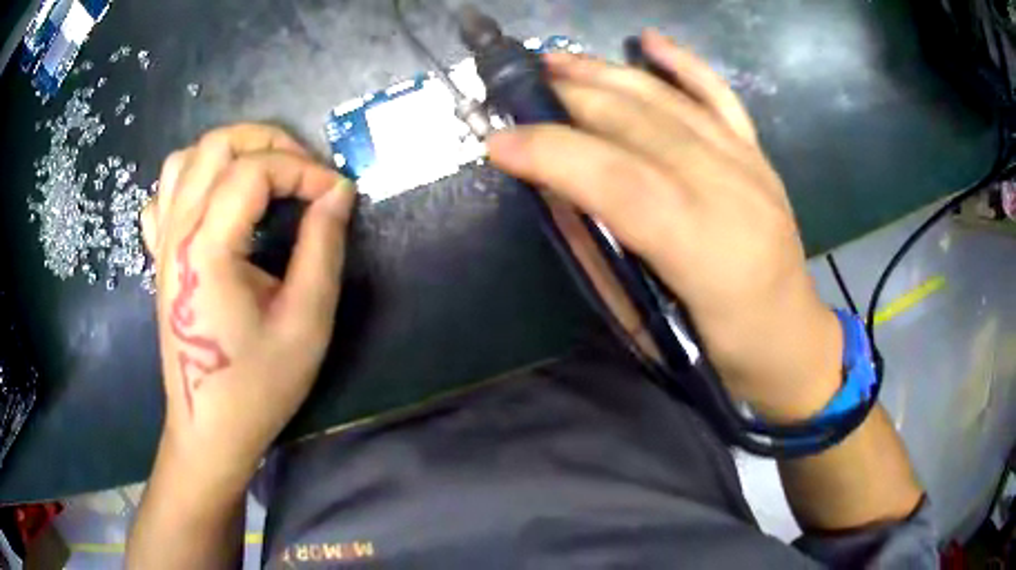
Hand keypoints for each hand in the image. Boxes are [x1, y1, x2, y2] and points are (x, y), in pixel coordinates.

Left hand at [141, 124, 355, 488]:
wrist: (209, 429)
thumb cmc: (258, 386)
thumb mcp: (306, 322)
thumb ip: (323, 247)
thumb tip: (338, 193)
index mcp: (207, 248)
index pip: (255, 171)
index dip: (303, 169)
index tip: (336, 193)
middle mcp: (177, 232)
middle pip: (216, 145)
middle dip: (268, 142)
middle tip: (303, 170)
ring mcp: (162, 243)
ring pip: (185, 159)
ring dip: (229, 152)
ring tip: (262, 174)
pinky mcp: (159, 257)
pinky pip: (164, 194)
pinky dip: (192, 179)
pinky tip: (214, 200)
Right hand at [488, 31, 842, 422]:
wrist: (793, 340)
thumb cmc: (721, 352)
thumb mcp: (651, 328)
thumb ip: (602, 256)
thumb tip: (555, 194)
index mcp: (704, 249)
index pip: (618, 181)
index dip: (553, 153)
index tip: (498, 141)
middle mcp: (730, 191)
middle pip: (639, 124)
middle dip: (569, 98)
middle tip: (517, 89)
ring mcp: (749, 164)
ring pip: (670, 100)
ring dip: (607, 73)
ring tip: (557, 62)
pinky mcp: (758, 155)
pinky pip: (719, 95)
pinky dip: (683, 63)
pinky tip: (648, 39)